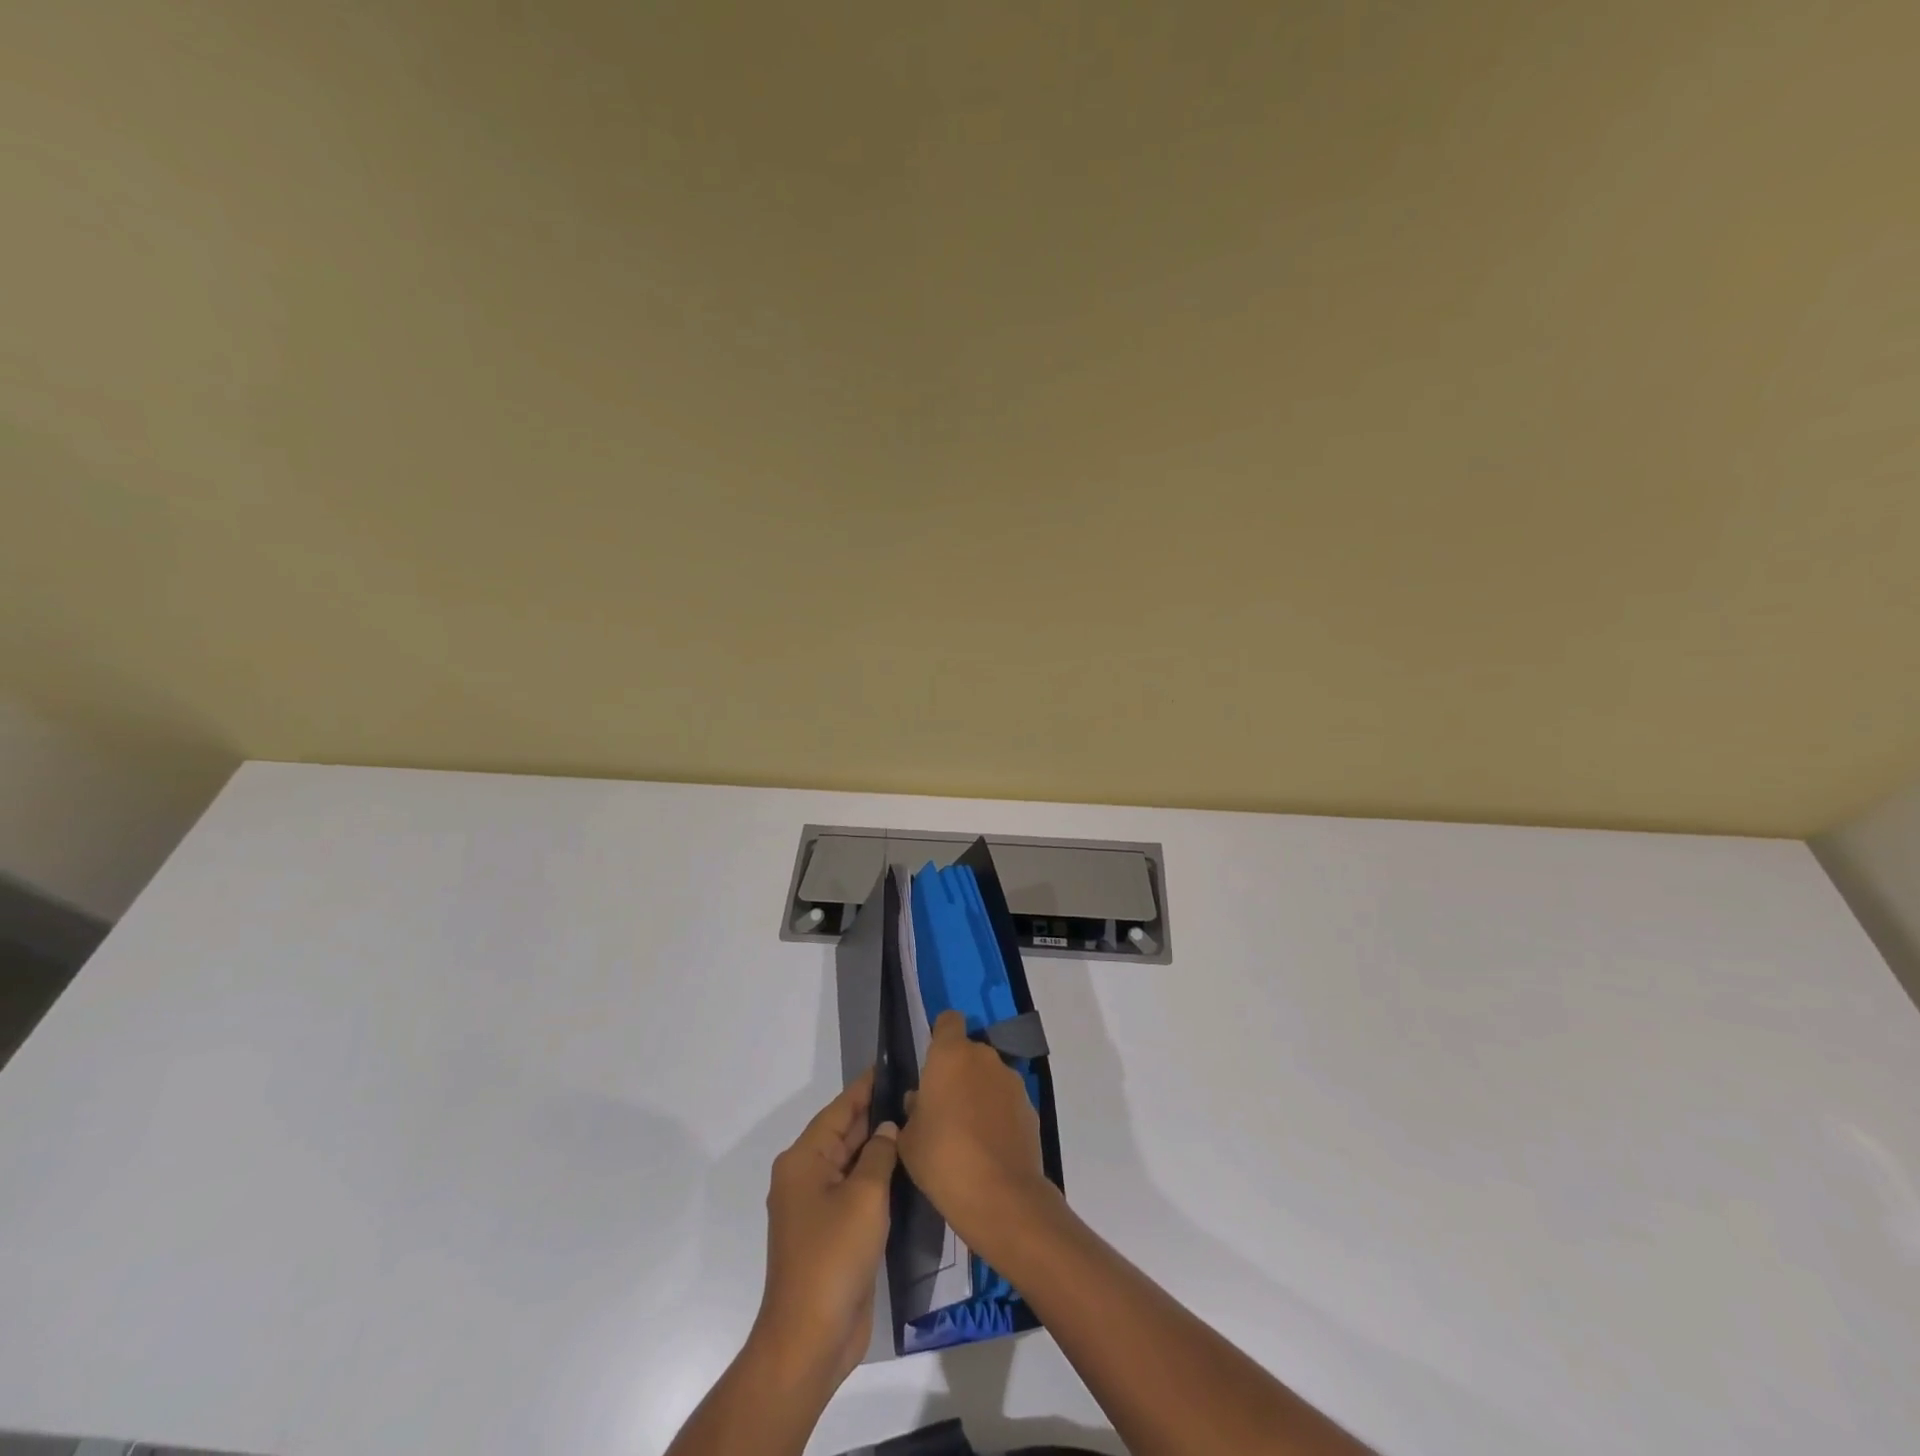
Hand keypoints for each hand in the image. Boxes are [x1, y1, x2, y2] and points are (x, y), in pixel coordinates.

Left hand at [754, 1068, 898, 1386]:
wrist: (811, 1338)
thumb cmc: (834, 1256)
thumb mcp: (864, 1196)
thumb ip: (880, 1154)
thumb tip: (888, 1128)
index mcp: (804, 1160)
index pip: (839, 1110)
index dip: (865, 1087)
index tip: (892, 1065)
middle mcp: (806, 1177)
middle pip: (845, 1134)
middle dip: (876, 1115)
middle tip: (916, 1094)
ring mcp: (817, 1207)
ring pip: (852, 1163)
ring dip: (880, 1148)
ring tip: (918, 1124)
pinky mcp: (832, 1233)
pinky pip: (856, 1192)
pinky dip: (878, 1178)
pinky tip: (907, 1170)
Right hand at [897, 1010, 1055, 1256]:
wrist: (1001, 1196)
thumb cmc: (943, 1158)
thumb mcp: (909, 1139)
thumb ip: (913, 1111)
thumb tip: (921, 1100)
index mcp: (951, 1055)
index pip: (948, 1021)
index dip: (940, 1035)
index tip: (931, 1061)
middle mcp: (984, 1057)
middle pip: (969, 1052)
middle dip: (957, 1072)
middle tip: (943, 1107)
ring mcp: (1012, 1081)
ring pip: (989, 1077)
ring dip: (979, 1093)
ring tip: (967, 1132)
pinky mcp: (1030, 1107)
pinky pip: (1006, 1102)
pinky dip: (998, 1115)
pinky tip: (988, 1147)